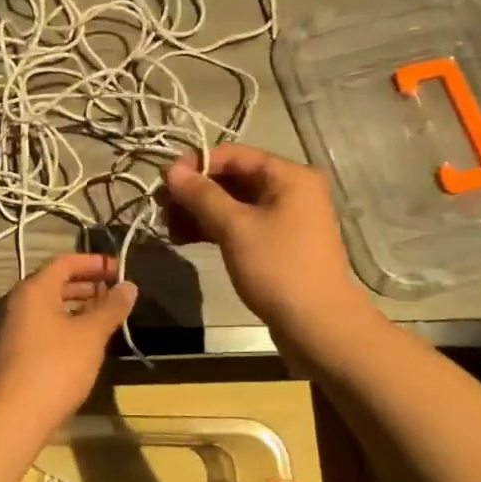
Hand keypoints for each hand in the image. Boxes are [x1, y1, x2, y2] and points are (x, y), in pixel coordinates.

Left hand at [0, 253, 136, 481]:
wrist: (12, 418)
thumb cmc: (55, 367)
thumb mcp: (90, 335)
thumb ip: (111, 308)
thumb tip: (129, 286)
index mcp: (34, 290)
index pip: (66, 262)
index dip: (94, 263)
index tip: (121, 270)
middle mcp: (19, 303)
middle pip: (56, 282)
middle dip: (88, 284)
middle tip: (118, 293)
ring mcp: (14, 328)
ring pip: (50, 306)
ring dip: (79, 306)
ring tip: (107, 316)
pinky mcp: (15, 352)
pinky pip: (45, 326)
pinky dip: (67, 325)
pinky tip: (86, 342)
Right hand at [162, 144, 363, 340]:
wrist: (318, 327)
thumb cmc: (279, 268)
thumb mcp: (235, 228)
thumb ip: (202, 195)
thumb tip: (171, 170)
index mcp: (288, 175)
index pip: (232, 154)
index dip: (195, 164)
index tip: (163, 183)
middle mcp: (289, 189)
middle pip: (231, 178)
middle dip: (194, 192)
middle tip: (161, 208)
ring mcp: (284, 217)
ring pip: (232, 203)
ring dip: (199, 211)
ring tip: (169, 228)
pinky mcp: (276, 242)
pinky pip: (240, 224)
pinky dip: (213, 228)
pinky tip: (185, 239)